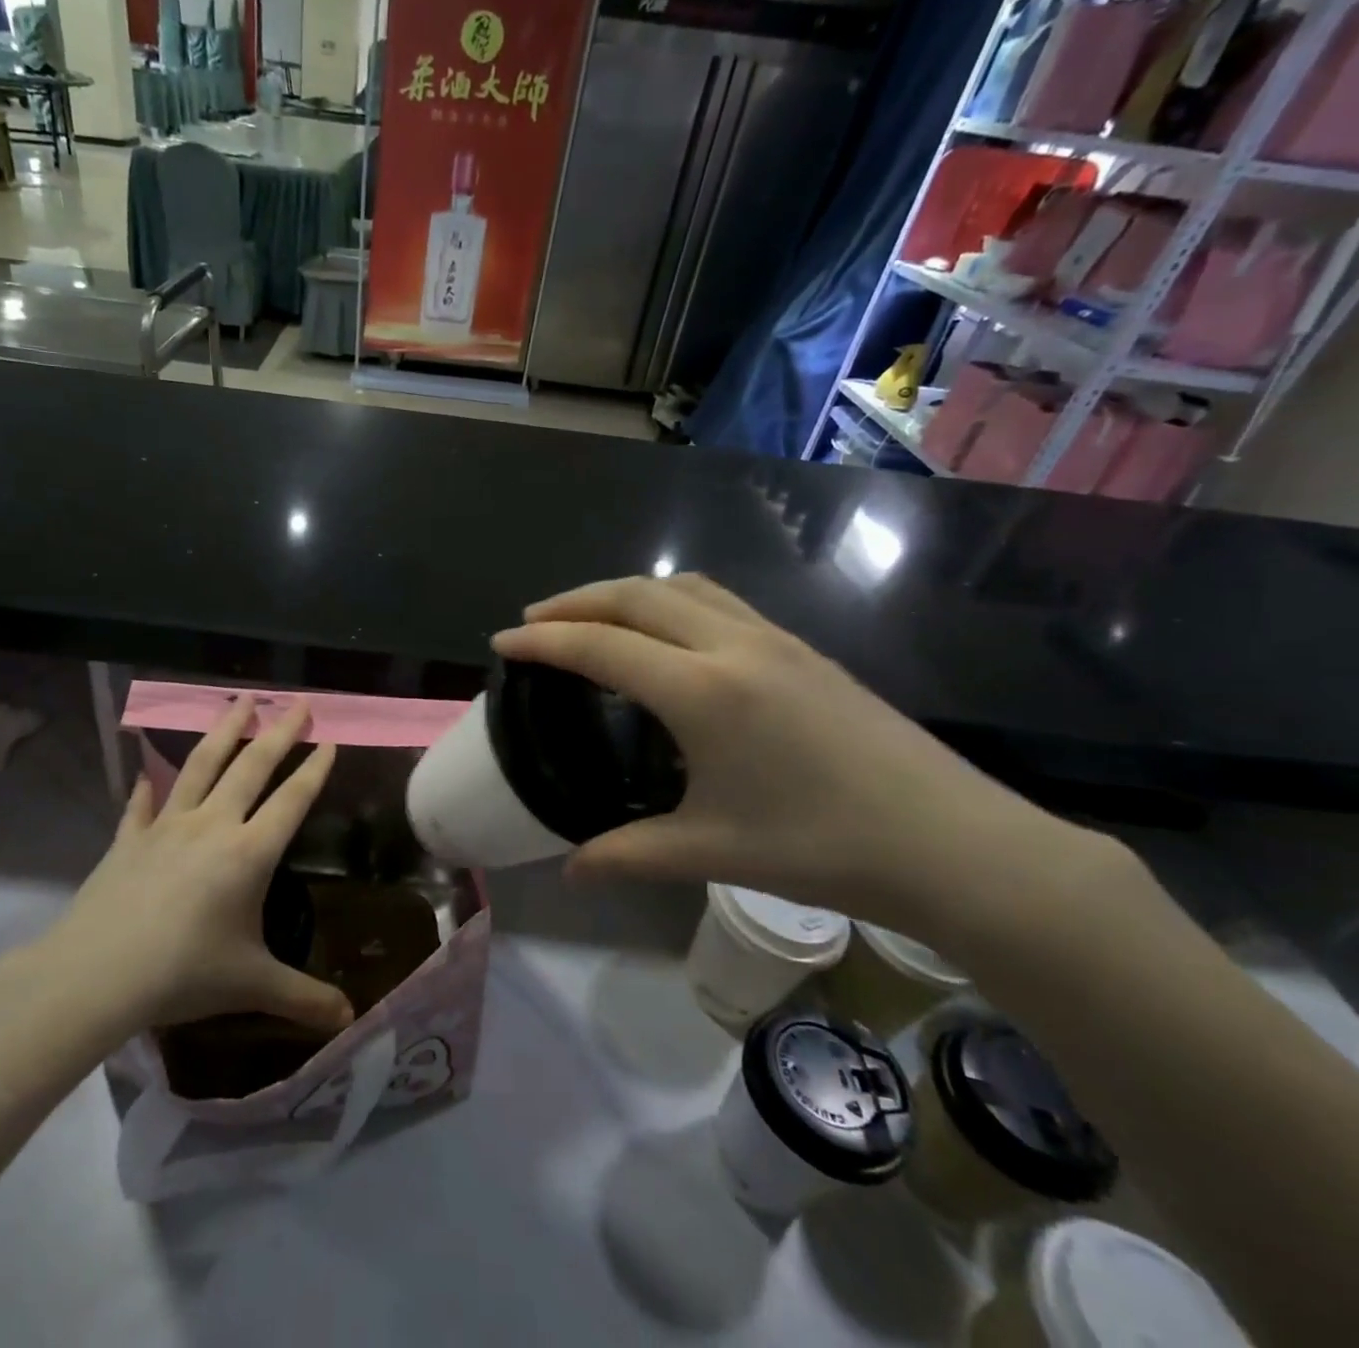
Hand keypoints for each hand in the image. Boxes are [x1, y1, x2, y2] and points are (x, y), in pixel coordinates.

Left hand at [5, 696, 354, 1048]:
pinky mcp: (129, 838)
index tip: (330, 739)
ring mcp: (167, 826)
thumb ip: (304, 999)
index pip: (292, 800)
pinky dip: (148, 785)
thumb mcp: (252, 986)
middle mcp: (212, 826)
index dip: (314, 770)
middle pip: (251, 766)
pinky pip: (142, 804)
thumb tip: (351, 1020)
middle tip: (298, 700)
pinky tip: (147, 769)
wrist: (97, 975)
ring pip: (201, 765)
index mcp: (249, 853)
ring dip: (224, 730)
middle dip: (279, 731)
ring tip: (240, 700)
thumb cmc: (183, 974)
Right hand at [492, 575, 1110, 937]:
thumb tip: (572, 870)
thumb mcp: (710, 852)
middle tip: (534, 621)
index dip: (543, 641)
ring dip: (624, 593)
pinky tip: (666, 634)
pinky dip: (669, 601)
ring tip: (591, 617)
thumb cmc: (822, 848)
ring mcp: (773, 638)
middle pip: (634, 596)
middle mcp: (731, 645)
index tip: (503, 642)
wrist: (953, 843)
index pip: (600, 647)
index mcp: (701, 690)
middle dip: (575, 601)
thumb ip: (627, 854)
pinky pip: (717, 600)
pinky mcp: (800, 647)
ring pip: (679, 587)